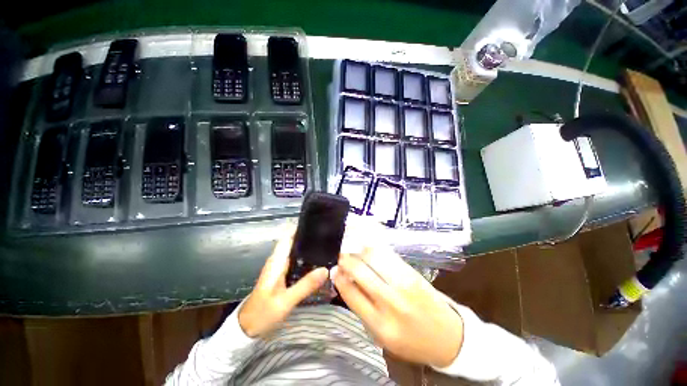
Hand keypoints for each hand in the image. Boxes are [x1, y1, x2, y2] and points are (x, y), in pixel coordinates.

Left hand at [239, 232, 328, 337]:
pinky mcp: (282, 274)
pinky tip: (318, 262)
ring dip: (308, 247)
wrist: (247, 328)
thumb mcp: (285, 301)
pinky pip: (296, 260)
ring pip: (295, 251)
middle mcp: (278, 260)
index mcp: (277, 261)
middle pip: (294, 241)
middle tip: (328, 236)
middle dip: (309, 237)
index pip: (288, 236)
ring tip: (327, 246)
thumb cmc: (263, 313)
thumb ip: (305, 285)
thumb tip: (325, 269)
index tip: (317, 224)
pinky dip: (306, 258)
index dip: (300, 228)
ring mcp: (280, 267)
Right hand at [332, 236, 463, 367]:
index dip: (339, 277)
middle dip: (345, 258)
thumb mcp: (381, 336)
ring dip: (358, 246)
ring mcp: (403, 283)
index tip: (333, 268)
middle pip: (360, 270)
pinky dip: (374, 244)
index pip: (350, 292)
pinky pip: (388, 253)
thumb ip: (362, 308)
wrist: (447, 337)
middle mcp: (390, 301)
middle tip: (340, 252)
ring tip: (350, 240)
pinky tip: (366, 239)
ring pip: (373, 256)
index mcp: (379, 324)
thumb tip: (345, 280)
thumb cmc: (410, 340)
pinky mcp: (412, 272)